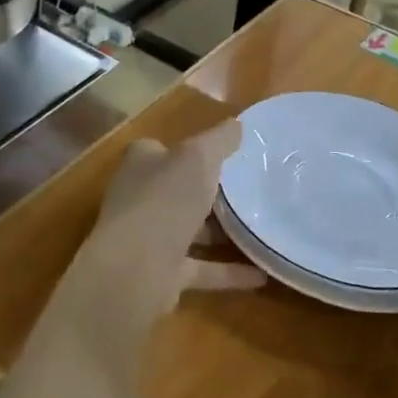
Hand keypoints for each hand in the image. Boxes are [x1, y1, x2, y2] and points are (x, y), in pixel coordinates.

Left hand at [50, 125, 263, 397]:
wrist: (135, 269)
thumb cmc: (164, 200)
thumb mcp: (198, 158)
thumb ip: (219, 140)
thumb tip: (237, 124)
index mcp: (142, 163)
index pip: (165, 149)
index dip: (192, 149)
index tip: (229, 153)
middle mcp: (141, 197)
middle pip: (179, 189)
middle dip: (211, 191)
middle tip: (253, 190)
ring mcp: (150, 237)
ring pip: (190, 229)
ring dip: (222, 232)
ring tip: (262, 228)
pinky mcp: (162, 273)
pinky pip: (201, 268)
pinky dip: (228, 271)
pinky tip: (261, 273)